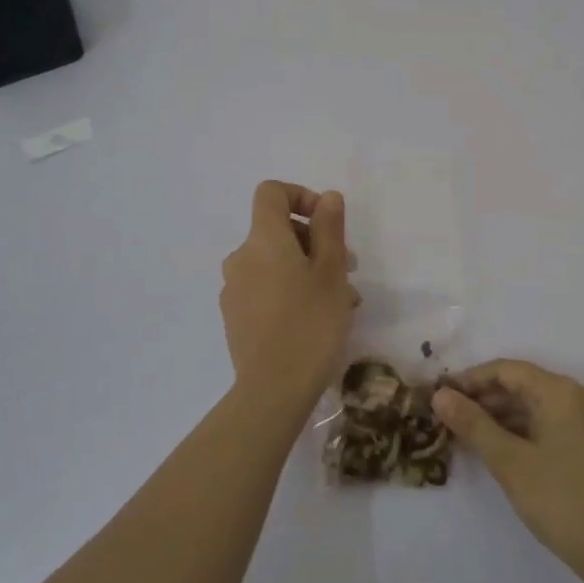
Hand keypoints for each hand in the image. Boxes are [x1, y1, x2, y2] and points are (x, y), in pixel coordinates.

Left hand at [219, 181, 357, 415]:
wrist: (273, 389)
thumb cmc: (311, 322)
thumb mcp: (332, 271)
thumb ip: (329, 228)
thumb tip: (327, 197)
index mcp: (263, 239)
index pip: (271, 193)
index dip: (300, 196)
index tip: (328, 221)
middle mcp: (241, 257)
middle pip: (276, 231)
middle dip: (314, 241)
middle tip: (348, 269)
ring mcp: (234, 289)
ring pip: (275, 263)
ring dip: (307, 270)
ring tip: (341, 301)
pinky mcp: (235, 316)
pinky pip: (265, 288)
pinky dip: (290, 291)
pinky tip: (316, 319)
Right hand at [434, 359, 583, 582]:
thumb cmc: (562, 501)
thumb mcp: (510, 462)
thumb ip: (473, 425)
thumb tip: (440, 396)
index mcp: (562, 392)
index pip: (507, 370)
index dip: (471, 379)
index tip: (439, 395)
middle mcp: (579, 396)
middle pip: (522, 385)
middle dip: (483, 399)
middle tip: (447, 418)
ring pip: (535, 406)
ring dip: (500, 417)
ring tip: (465, 435)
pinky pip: (549, 423)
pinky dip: (521, 431)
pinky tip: (497, 449)